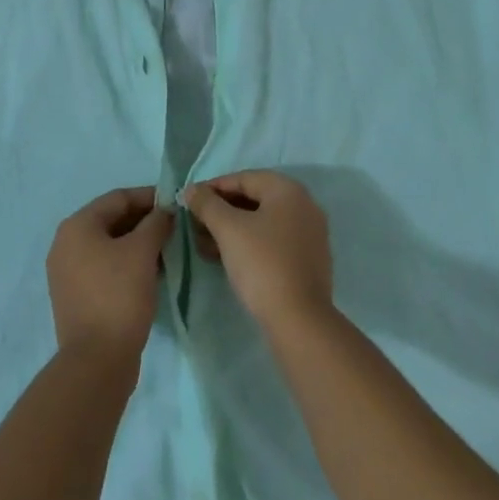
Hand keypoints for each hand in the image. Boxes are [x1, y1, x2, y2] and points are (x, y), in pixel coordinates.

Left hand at [46, 187, 173, 365]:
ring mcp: (67, 272)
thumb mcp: (142, 252)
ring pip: (108, 245)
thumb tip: (164, 211)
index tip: (175, 203)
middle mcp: (66, 243)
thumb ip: (156, 223)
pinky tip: (150, 273)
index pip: (118, 198)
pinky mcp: (75, 296)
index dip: (148, 197)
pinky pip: (103, 267)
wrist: (97, 361)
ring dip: (137, 244)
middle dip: (144, 221)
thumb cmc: (119, 296)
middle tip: (173, 228)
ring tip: (166, 250)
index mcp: (77, 226)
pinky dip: (126, 264)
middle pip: (111, 220)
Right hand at [183, 171, 332, 331]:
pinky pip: (272, 241)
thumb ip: (207, 204)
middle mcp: (304, 206)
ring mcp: (308, 234)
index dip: (213, 188)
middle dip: (220, 211)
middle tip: (195, 226)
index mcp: (288, 190)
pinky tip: (225, 259)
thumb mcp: (228, 229)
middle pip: (253, 199)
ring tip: (204, 245)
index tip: (189, 202)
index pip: (243, 178)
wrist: (299, 321)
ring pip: (261, 223)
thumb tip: (192, 189)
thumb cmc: (262, 264)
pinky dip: (248, 244)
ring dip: (231, 229)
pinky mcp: (307, 261)